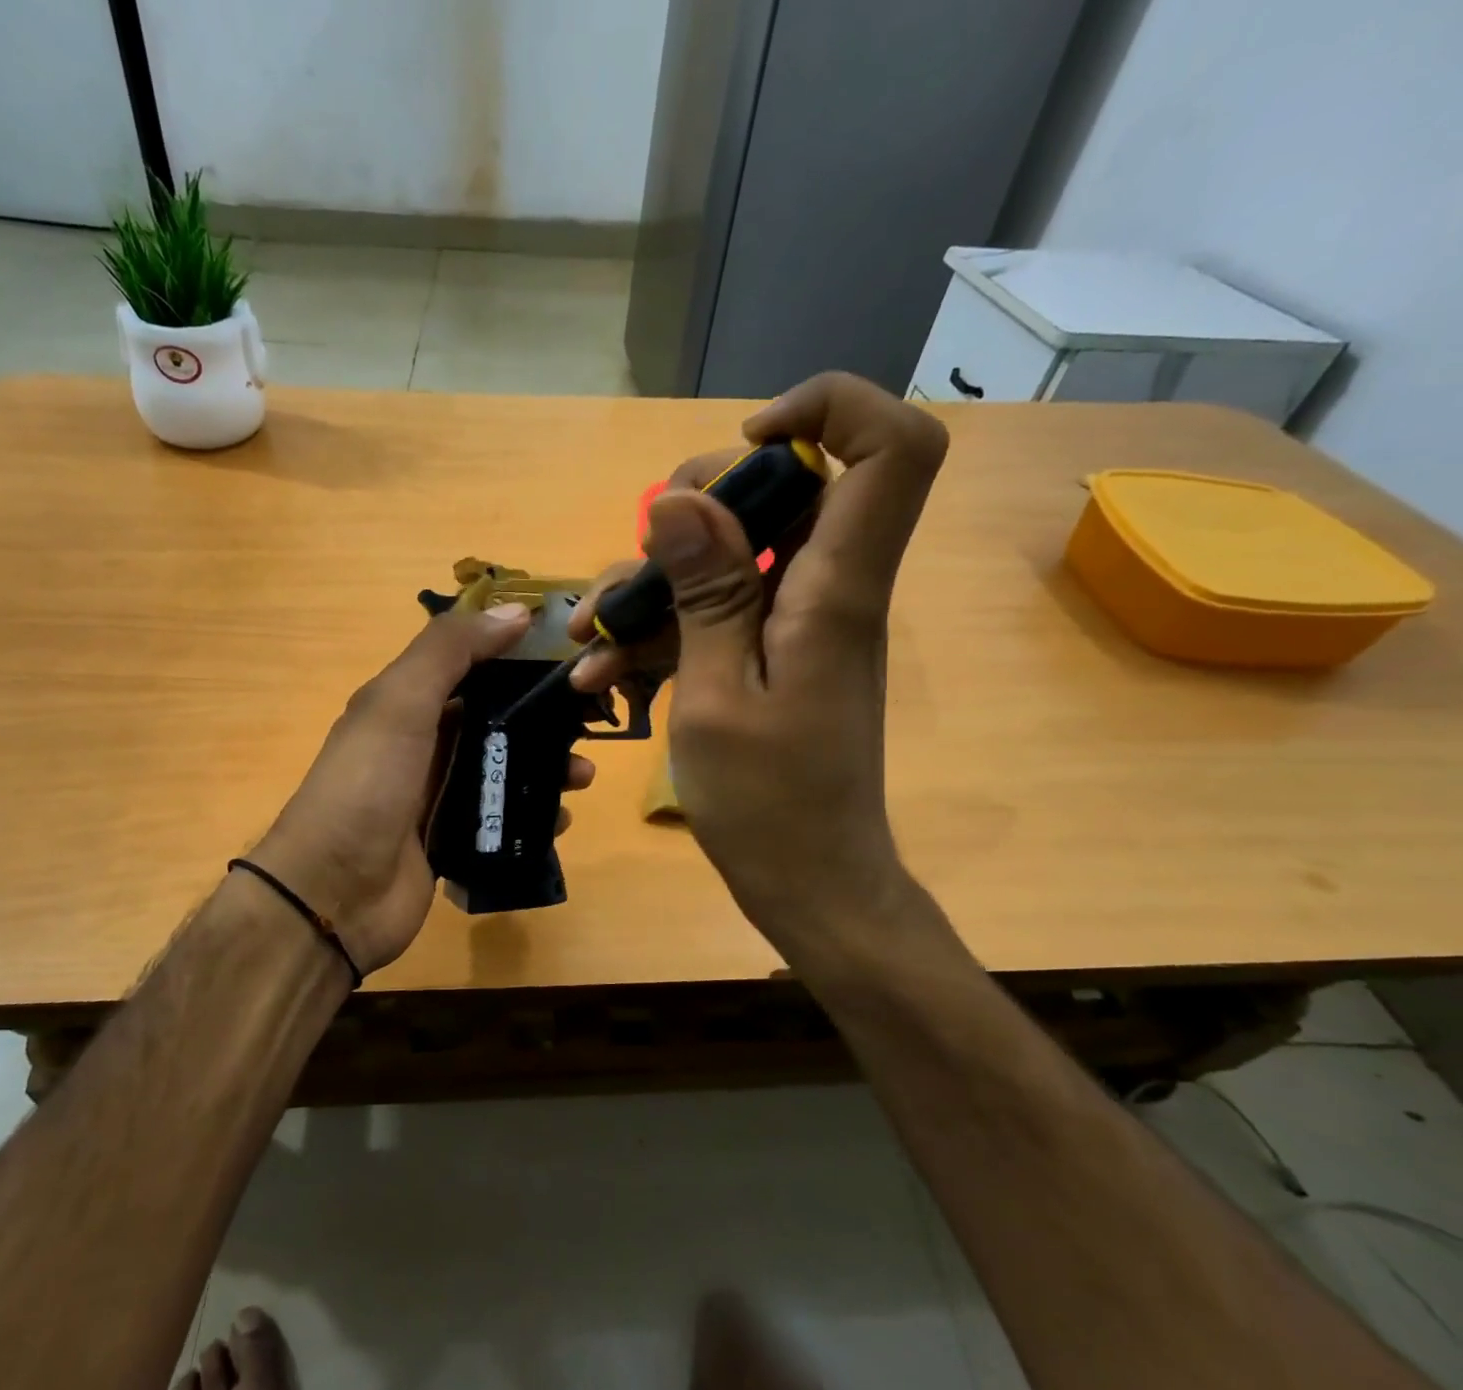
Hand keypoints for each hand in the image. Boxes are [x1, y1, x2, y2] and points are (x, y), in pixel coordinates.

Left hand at [250, 605, 595, 976]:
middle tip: (589, 725)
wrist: (332, 895)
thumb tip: (515, 611)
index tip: (568, 655)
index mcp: (406, 704)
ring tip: (580, 778)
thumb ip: (450, 650)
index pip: (470, 666)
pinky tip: (558, 821)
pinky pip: (503, 819)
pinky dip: (534, 816)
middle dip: (543, 719)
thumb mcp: (399, 702)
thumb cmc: (366, 786)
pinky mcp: (454, 841)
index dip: (517, 656)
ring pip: (505, 770)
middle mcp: (424, 745)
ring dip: (546, 769)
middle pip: (496, 719)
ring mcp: (439, 796)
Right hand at [580, 372, 947, 962]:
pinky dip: (660, 633)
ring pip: (731, 553)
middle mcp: (826, 589)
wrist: (811, 885)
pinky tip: (604, 677)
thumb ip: (706, 593)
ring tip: (591, 640)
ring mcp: (797, 622)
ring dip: (654, 586)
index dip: (829, 411)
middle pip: (786, 488)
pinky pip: (716, 611)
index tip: (745, 441)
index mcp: (834, 590)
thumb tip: (678, 497)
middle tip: (638, 557)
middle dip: (695, 506)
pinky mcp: (771, 654)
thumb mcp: (717, 696)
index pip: (890, 449)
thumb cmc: (769, 806)